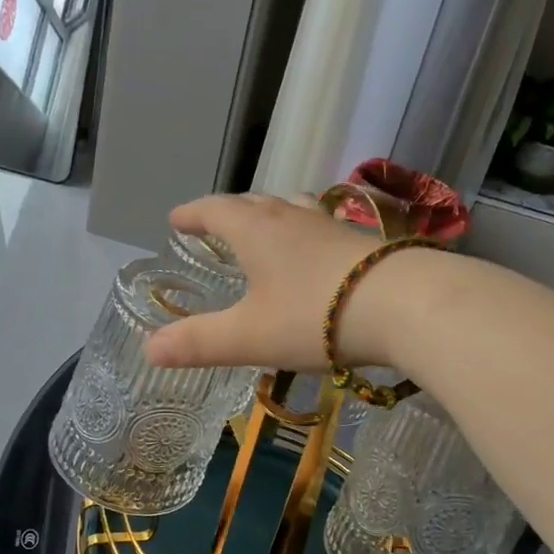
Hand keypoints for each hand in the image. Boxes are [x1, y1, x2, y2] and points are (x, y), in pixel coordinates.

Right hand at [146, 194, 435, 373]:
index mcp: (257, 230)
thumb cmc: (315, 316)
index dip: (193, 214)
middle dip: (231, 212)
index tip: (177, 219)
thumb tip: (148, 349)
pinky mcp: (365, 244)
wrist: (405, 306)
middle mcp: (293, 217)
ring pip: (295, 208)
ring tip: (269, 229)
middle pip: (255, 203)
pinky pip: (325, 229)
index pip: (216, 210)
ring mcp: (334, 226)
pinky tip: (320, 256)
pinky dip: (309, 235)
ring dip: (274, 215)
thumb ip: (199, 343)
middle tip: (218, 224)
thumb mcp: (249, 336)